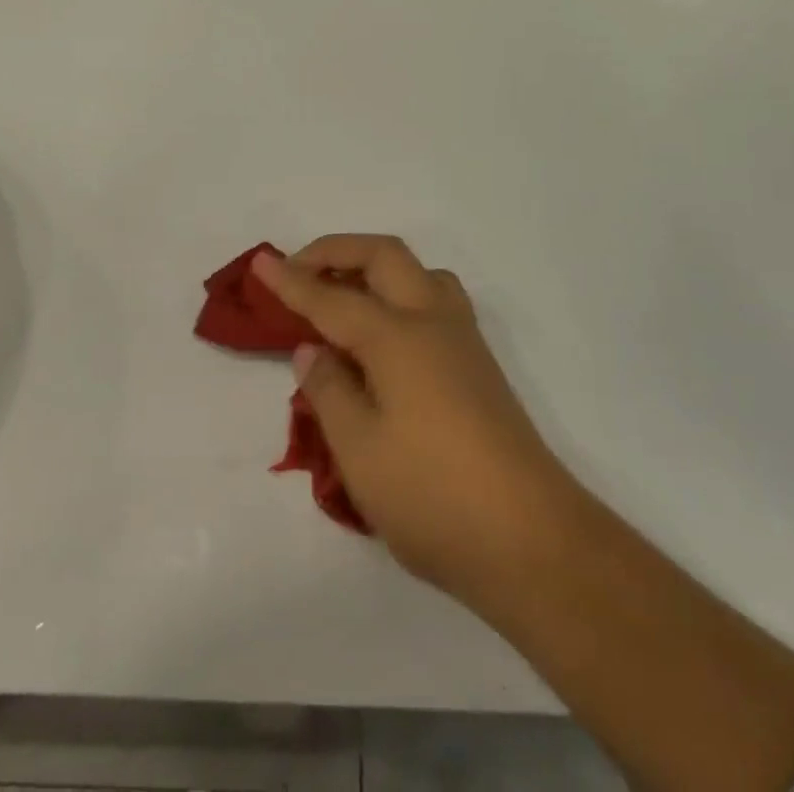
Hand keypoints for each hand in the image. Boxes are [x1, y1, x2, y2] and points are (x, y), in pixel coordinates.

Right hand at [252, 237, 580, 612]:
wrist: (533, 542)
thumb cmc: (433, 496)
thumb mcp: (360, 452)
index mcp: (398, 337)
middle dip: (337, 252)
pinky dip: (399, 294)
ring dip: (375, 269)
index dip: (291, 281)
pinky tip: (384, 337)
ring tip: (343, 298)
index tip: (260, 262)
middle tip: (299, 271)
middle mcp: (433, 322)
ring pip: (418, 273)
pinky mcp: (479, 366)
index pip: (331, 297)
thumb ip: (330, 391)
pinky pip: (434, 300)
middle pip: (384, 256)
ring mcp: (463, 341)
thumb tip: (313, 351)